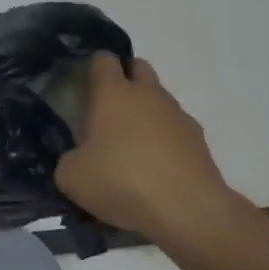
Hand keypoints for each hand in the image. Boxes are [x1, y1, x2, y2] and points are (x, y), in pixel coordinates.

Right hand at [54, 54, 237, 244]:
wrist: (187, 209)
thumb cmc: (122, 181)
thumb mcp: (72, 177)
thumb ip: (69, 159)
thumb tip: (78, 159)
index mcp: (113, 93)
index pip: (103, 60)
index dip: (93, 67)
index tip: (84, 85)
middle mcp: (148, 94)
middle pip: (138, 67)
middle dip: (125, 79)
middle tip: (109, 110)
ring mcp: (178, 115)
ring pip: (160, 98)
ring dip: (146, 111)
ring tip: (133, 147)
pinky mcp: (199, 140)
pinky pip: (176, 128)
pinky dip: (166, 139)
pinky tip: (157, 168)